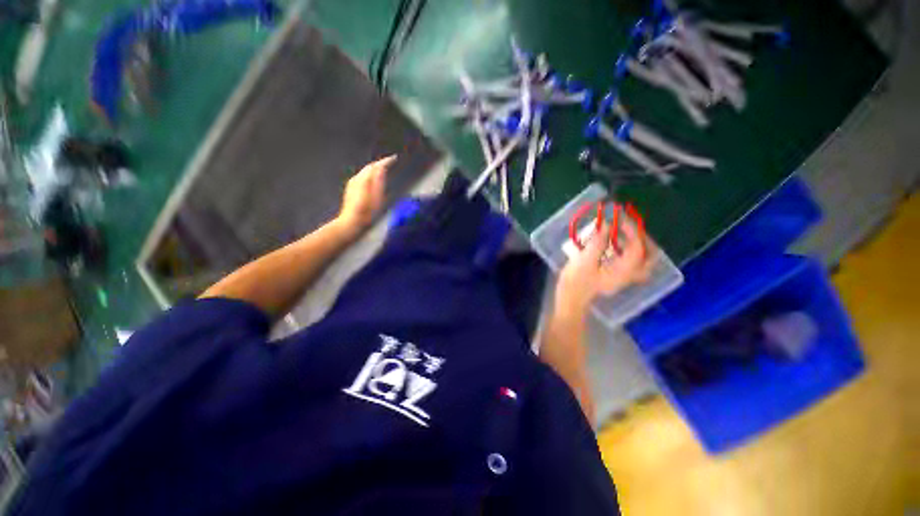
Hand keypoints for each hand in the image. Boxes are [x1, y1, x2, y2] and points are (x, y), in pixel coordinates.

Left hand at [336, 155, 395, 233]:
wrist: (352, 222)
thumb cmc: (367, 211)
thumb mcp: (377, 196)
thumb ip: (379, 180)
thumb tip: (382, 167)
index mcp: (364, 178)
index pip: (376, 165)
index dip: (386, 161)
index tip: (394, 158)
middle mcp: (356, 178)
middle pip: (369, 167)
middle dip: (379, 164)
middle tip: (389, 163)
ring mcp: (352, 184)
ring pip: (365, 172)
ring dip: (374, 170)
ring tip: (384, 171)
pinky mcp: (351, 190)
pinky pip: (362, 178)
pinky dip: (369, 176)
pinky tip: (373, 181)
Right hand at [556, 218, 655, 313]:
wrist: (570, 299)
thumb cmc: (576, 282)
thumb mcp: (585, 260)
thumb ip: (597, 242)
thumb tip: (606, 225)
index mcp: (624, 271)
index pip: (637, 248)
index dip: (632, 231)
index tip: (620, 220)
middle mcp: (628, 275)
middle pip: (649, 257)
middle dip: (643, 240)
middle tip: (632, 228)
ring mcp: (622, 278)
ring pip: (641, 261)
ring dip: (637, 245)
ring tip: (624, 233)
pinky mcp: (614, 278)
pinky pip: (630, 263)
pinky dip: (627, 252)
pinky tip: (615, 245)